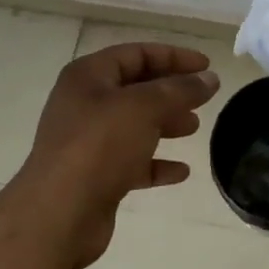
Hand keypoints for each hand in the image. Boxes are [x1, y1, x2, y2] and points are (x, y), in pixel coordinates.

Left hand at [16, 42, 219, 268]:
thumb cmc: (99, 146)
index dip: (174, 56)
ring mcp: (87, 142)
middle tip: (203, 99)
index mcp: (88, 76)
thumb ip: (180, 90)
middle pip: (136, 88)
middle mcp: (84, 104)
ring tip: (194, 128)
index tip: (207, 66)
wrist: (58, 215)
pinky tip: (181, 172)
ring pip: (134, 125)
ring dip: (166, 124)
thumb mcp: (145, 108)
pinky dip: (156, 162)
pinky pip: (131, 161)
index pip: (137, 54)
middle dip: (171, 92)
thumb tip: (209, 79)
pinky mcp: (94, 176)